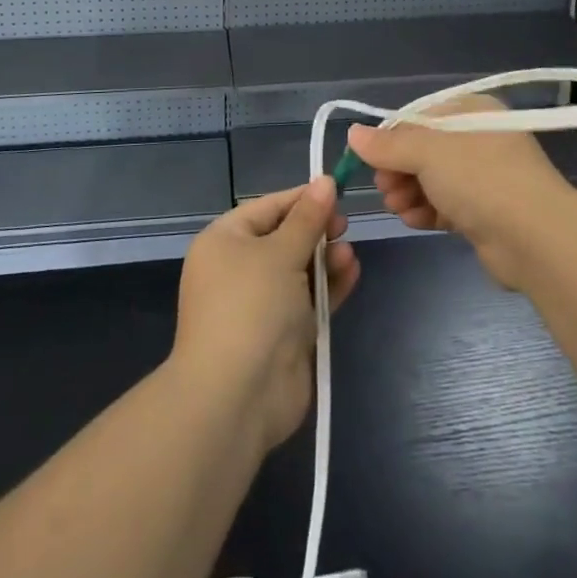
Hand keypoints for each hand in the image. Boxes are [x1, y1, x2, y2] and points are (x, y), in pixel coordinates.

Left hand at [173, 178, 358, 451]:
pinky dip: (329, 286)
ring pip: (299, 269)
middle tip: (344, 226)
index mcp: (224, 241)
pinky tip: (351, 272)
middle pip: (284, 237)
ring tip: (348, 253)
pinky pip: (309, 299)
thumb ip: (308, 218)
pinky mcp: (282, 334)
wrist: (237, 396)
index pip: (267, 207)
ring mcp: (260, 304)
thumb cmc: (252, 306)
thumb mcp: (281, 252)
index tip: (337, 191)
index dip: (302, 198)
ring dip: (326, 258)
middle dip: (316, 230)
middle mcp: (238, 269)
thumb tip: (324, 181)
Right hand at [346, 97, 576, 289]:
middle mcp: (479, 138)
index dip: (391, 139)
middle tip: (385, 190)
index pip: (419, 117)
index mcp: (472, 112)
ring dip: (409, 193)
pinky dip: (428, 210)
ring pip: (433, 179)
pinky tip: (415, 220)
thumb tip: (353, 134)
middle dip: (399, 170)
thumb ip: (388, 144)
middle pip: (424, 150)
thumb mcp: (427, 152)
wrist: (536, 238)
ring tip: (398, 208)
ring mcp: (485, 176)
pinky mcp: (486, 211)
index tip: (371, 161)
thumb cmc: (480, 179)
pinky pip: (447, 204)